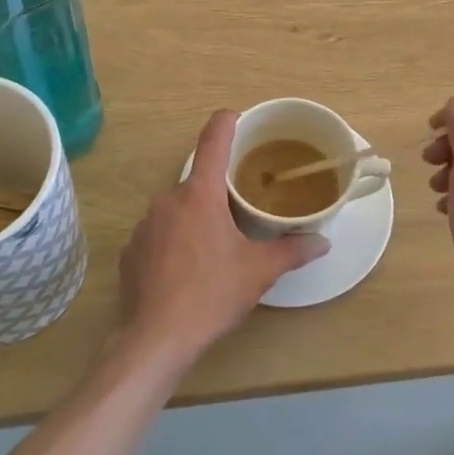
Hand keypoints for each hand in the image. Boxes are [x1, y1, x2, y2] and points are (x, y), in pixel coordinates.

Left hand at [117, 110, 327, 363]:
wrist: (156, 338)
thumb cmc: (212, 294)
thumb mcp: (258, 271)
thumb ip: (292, 250)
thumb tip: (323, 242)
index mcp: (200, 195)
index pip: (213, 141)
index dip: (227, 122)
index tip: (237, 116)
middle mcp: (168, 200)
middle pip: (198, 181)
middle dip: (219, 191)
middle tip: (242, 210)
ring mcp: (145, 225)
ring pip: (177, 209)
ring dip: (196, 218)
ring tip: (216, 246)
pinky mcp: (131, 251)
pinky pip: (159, 234)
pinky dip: (174, 241)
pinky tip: (187, 269)